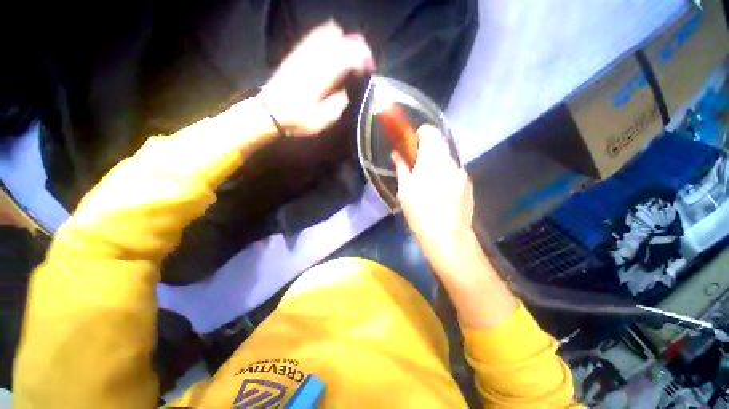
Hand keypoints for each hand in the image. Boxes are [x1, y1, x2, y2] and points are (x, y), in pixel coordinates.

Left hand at [258, 21, 374, 136]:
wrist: (269, 112)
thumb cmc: (297, 119)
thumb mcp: (322, 121)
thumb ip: (338, 105)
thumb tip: (348, 93)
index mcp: (323, 77)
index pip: (349, 58)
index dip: (363, 60)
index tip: (370, 70)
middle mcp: (315, 60)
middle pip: (342, 42)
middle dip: (358, 48)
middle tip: (365, 61)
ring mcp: (304, 54)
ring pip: (329, 35)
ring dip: (345, 41)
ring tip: (354, 51)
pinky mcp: (296, 54)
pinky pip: (314, 35)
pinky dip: (327, 34)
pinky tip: (334, 37)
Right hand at [394, 126, 517, 327]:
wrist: (447, 236)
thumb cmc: (420, 212)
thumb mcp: (405, 190)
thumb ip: (402, 168)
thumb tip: (396, 155)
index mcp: (433, 159)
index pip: (430, 132)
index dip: (421, 133)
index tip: (412, 143)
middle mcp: (451, 161)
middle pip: (440, 145)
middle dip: (427, 151)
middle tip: (416, 164)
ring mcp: (462, 173)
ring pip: (447, 159)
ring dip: (436, 164)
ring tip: (428, 182)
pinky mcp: (468, 184)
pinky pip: (454, 172)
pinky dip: (445, 174)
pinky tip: (440, 191)